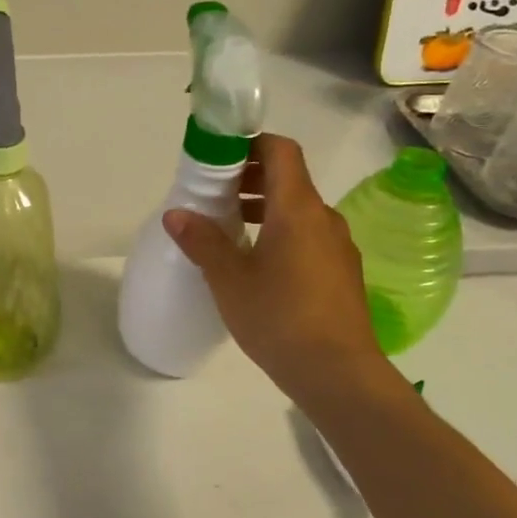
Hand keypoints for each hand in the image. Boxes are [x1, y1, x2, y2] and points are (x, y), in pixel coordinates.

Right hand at [164, 133, 390, 407]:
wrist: (338, 373)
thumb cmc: (279, 318)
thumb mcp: (229, 279)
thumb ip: (202, 241)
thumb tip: (175, 214)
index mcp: (297, 209)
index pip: (281, 151)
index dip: (251, 143)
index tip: (218, 156)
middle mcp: (323, 218)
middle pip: (288, 178)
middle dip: (249, 177)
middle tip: (212, 193)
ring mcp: (337, 245)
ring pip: (297, 209)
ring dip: (263, 207)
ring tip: (227, 228)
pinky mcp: (341, 271)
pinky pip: (307, 234)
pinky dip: (279, 231)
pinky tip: (255, 262)